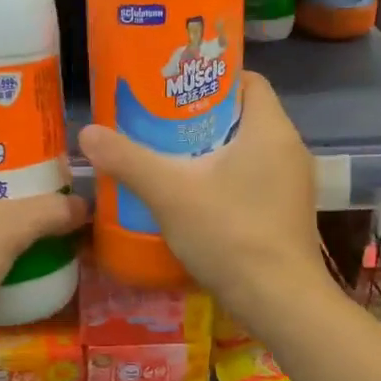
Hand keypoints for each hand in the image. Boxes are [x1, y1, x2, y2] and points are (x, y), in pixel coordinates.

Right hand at [77, 72, 324, 322]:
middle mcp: (290, 149)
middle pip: (243, 116)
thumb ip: (127, 159)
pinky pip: (254, 180)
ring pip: (248, 152)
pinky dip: (225, 181)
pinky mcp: (288, 214)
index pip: (247, 81)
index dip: (211, 78)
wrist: (279, 302)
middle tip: (159, 124)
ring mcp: (293, 185)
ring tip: (169, 159)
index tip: (174, 89)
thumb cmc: (230, 233)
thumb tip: (87, 133)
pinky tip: (193, 199)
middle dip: (201, 118)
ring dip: (211, 152)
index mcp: (270, 129)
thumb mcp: (169, 192)